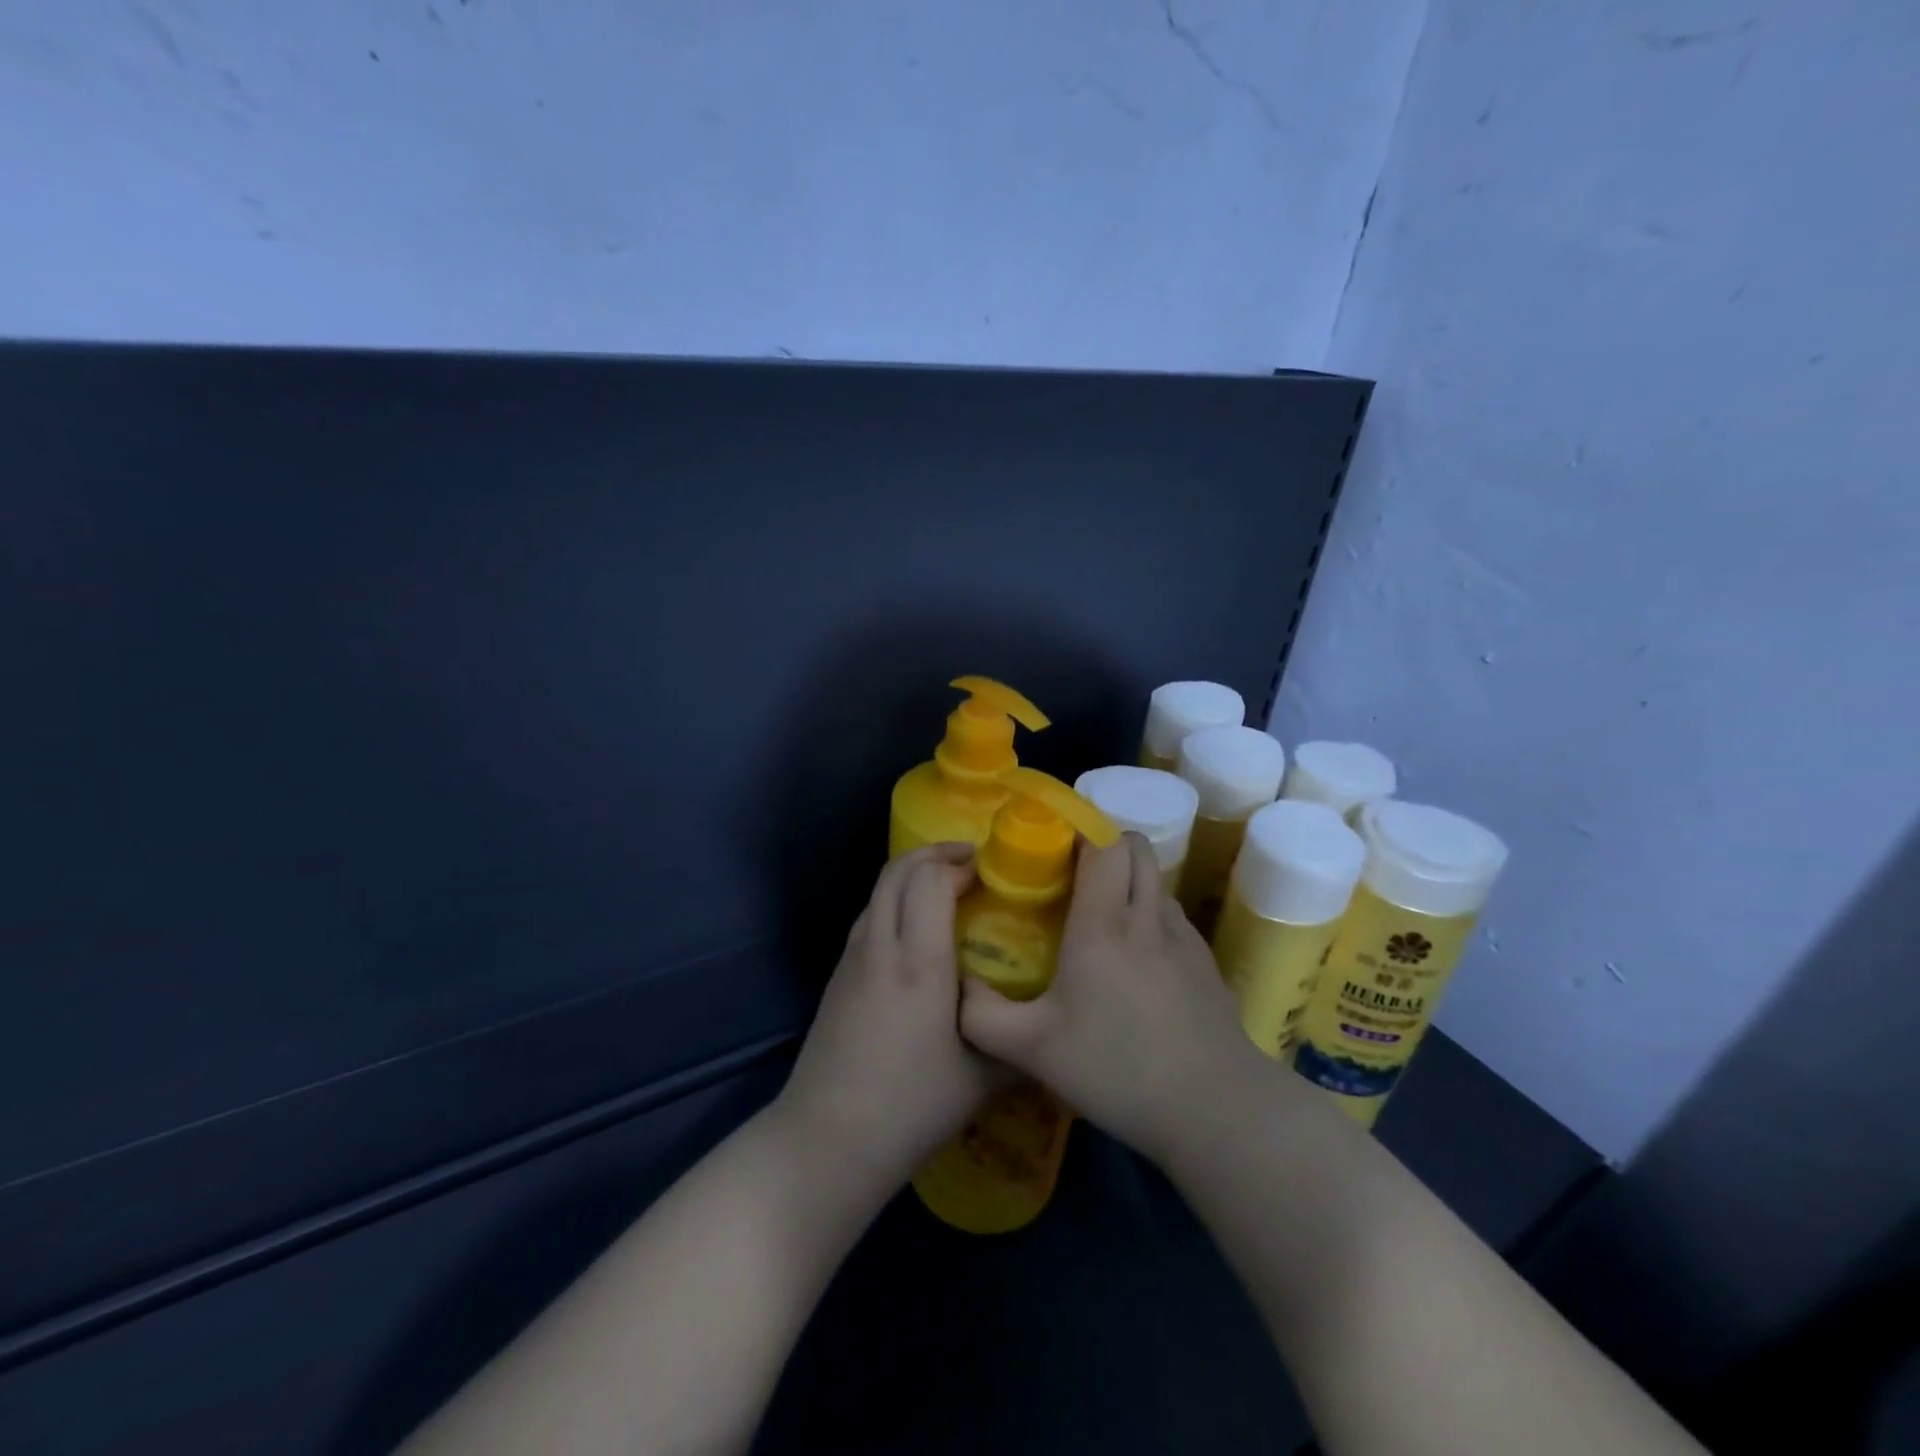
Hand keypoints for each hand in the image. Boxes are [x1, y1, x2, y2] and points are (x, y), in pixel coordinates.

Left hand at [776, 844, 1006, 1188]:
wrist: (827, 1139)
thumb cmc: (911, 1107)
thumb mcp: (983, 1078)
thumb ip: (1018, 1040)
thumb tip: (1050, 1019)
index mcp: (918, 963)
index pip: (930, 880)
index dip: (959, 864)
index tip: (991, 870)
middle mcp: (880, 947)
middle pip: (897, 870)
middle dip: (934, 854)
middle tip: (971, 862)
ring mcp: (851, 958)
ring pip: (878, 890)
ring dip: (911, 874)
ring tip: (946, 889)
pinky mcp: (838, 976)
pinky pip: (869, 915)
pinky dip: (894, 900)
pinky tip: (915, 931)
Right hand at [959, 832, 1260, 1164]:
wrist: (1215, 1110)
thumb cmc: (1116, 1069)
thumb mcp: (1032, 1050)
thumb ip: (981, 1016)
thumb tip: (956, 987)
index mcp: (1103, 923)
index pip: (1103, 842)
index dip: (1080, 829)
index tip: (1051, 843)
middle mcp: (1147, 916)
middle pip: (1136, 846)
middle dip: (1105, 845)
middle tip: (1072, 876)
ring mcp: (1184, 938)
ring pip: (1156, 880)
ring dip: (1129, 881)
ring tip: (1102, 918)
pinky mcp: (1206, 964)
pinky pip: (1173, 916)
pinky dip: (1151, 916)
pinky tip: (1136, 963)